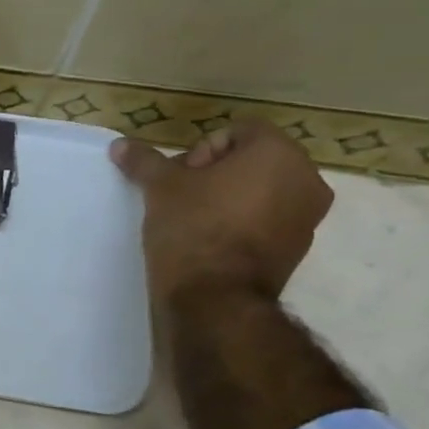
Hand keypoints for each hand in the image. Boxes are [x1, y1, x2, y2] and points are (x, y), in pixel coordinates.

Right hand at [110, 119, 333, 307]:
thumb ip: (144, 161)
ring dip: (229, 197)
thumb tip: (120, 145)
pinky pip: (268, 220)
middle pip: (253, 160)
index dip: (202, 149)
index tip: (180, 177)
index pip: (239, 131)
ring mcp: (308, 217)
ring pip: (262, 191)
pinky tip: (210, 240)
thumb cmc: (193, 227)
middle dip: (216, 173)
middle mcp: (306, 179)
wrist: (215, 297)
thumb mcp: (160, 188)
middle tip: (182, 195)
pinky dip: (242, 222)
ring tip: (193, 219)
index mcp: (278, 153)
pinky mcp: (298, 248)